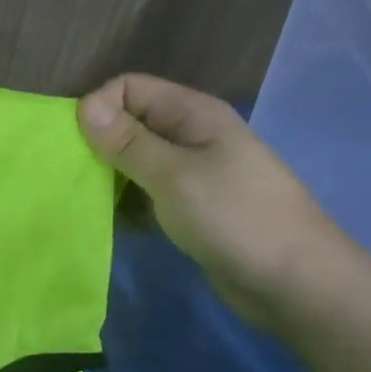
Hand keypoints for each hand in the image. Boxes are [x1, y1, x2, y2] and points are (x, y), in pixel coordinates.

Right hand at [77, 74, 370, 330]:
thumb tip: (83, 105)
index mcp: (192, 114)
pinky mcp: (191, 207)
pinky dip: (128, 205)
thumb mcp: (174, 175)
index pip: (129, 88)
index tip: (78, 146)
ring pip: (135, 162)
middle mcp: (191, 136)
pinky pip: (147, 194)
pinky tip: (115, 224)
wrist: (295, 283)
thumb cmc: (235, 218)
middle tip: (75, 178)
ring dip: (109, 178)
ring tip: (88, 203)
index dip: (99, 108)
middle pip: (130, 123)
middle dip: (99, 145)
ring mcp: (192, 174)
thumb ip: (128, 142)